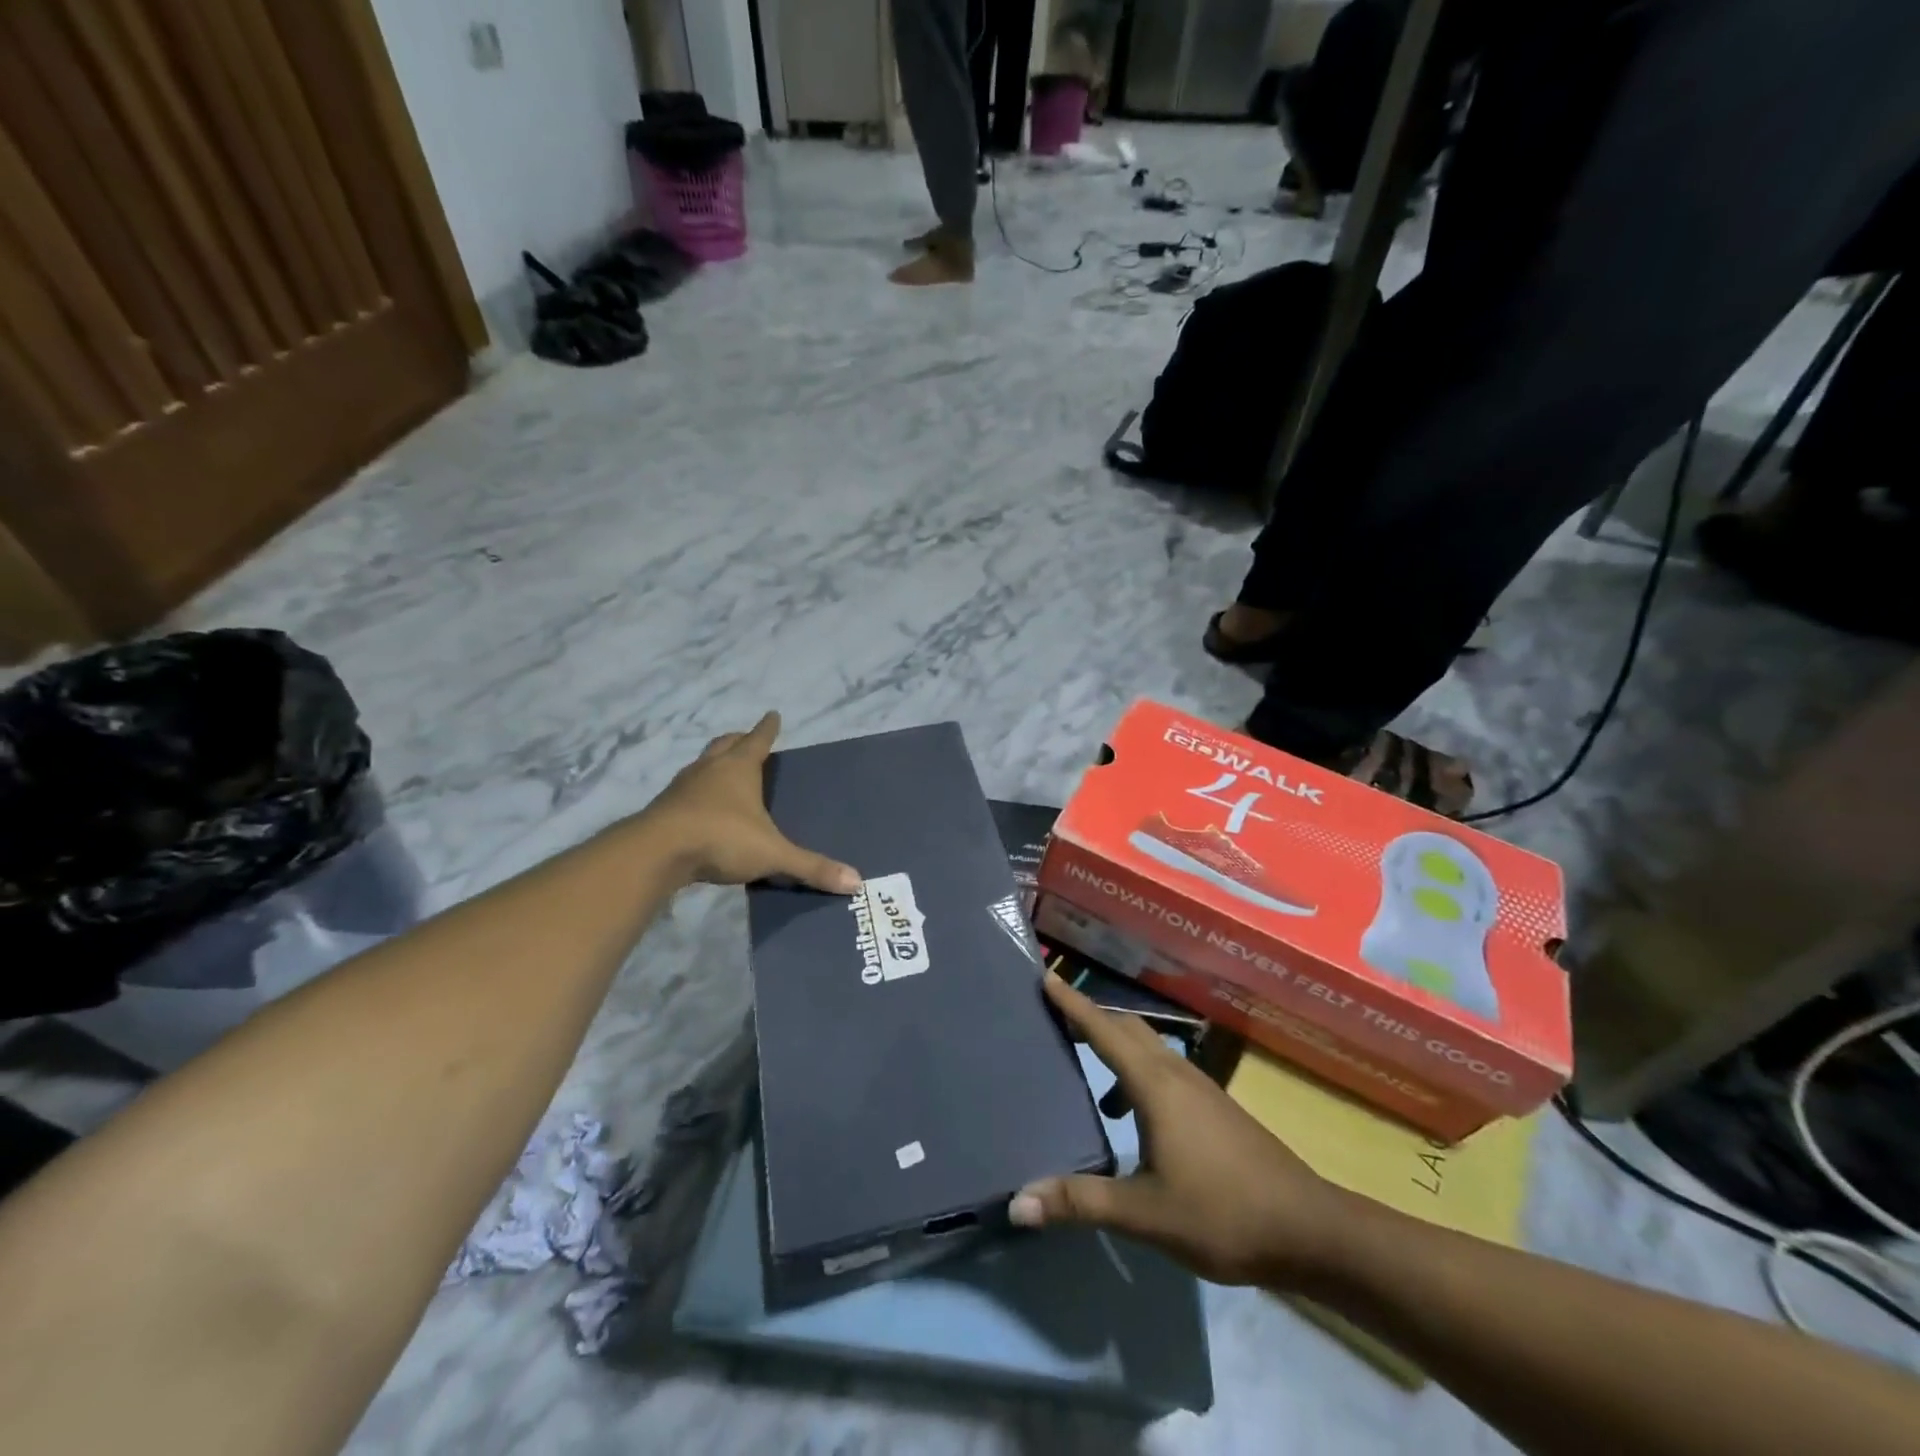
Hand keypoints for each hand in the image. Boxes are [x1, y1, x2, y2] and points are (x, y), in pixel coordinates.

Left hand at [644, 712, 859, 893]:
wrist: (656, 853)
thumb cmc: (721, 838)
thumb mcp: (772, 853)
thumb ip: (811, 867)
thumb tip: (856, 882)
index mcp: (739, 768)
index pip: (758, 739)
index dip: (767, 728)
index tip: (773, 714)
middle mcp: (710, 769)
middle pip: (725, 744)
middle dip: (738, 740)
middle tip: (747, 740)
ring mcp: (683, 787)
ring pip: (702, 766)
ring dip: (714, 765)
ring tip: (725, 773)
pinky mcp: (664, 809)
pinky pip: (686, 793)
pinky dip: (697, 793)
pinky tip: (702, 810)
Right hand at [1009, 974, 1345, 1288]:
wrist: (1308, 1229)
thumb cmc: (1222, 1213)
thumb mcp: (1145, 1214)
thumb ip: (1081, 1202)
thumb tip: (1018, 1202)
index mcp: (1156, 1084)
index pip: (1104, 1030)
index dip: (1072, 1002)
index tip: (1045, 975)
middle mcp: (1176, 1073)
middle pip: (1126, 1027)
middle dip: (1089, 1016)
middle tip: (1053, 1015)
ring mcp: (1200, 1087)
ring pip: (1147, 1047)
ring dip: (1113, 1044)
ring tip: (1081, 1062)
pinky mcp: (1213, 1107)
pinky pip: (1163, 1069)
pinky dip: (1134, 1072)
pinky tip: (1126, 1114)